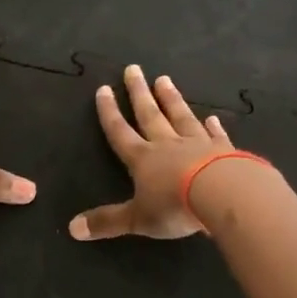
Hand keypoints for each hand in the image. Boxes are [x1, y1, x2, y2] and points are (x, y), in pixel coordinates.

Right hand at [70, 64, 233, 240]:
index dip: (109, 112)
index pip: (120, 132)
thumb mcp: (137, 219)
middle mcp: (167, 144)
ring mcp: (197, 143)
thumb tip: (72, 228)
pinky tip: (212, 118)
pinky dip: (213, 127)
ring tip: (164, 79)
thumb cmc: (175, 206)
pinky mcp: (224, 150)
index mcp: (142, 159)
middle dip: (139, 92)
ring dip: (171, 99)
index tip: (104, 89)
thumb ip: (107, 222)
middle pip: (149, 114)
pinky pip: (215, 135)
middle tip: (134, 68)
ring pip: (181, 116)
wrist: (223, 195)